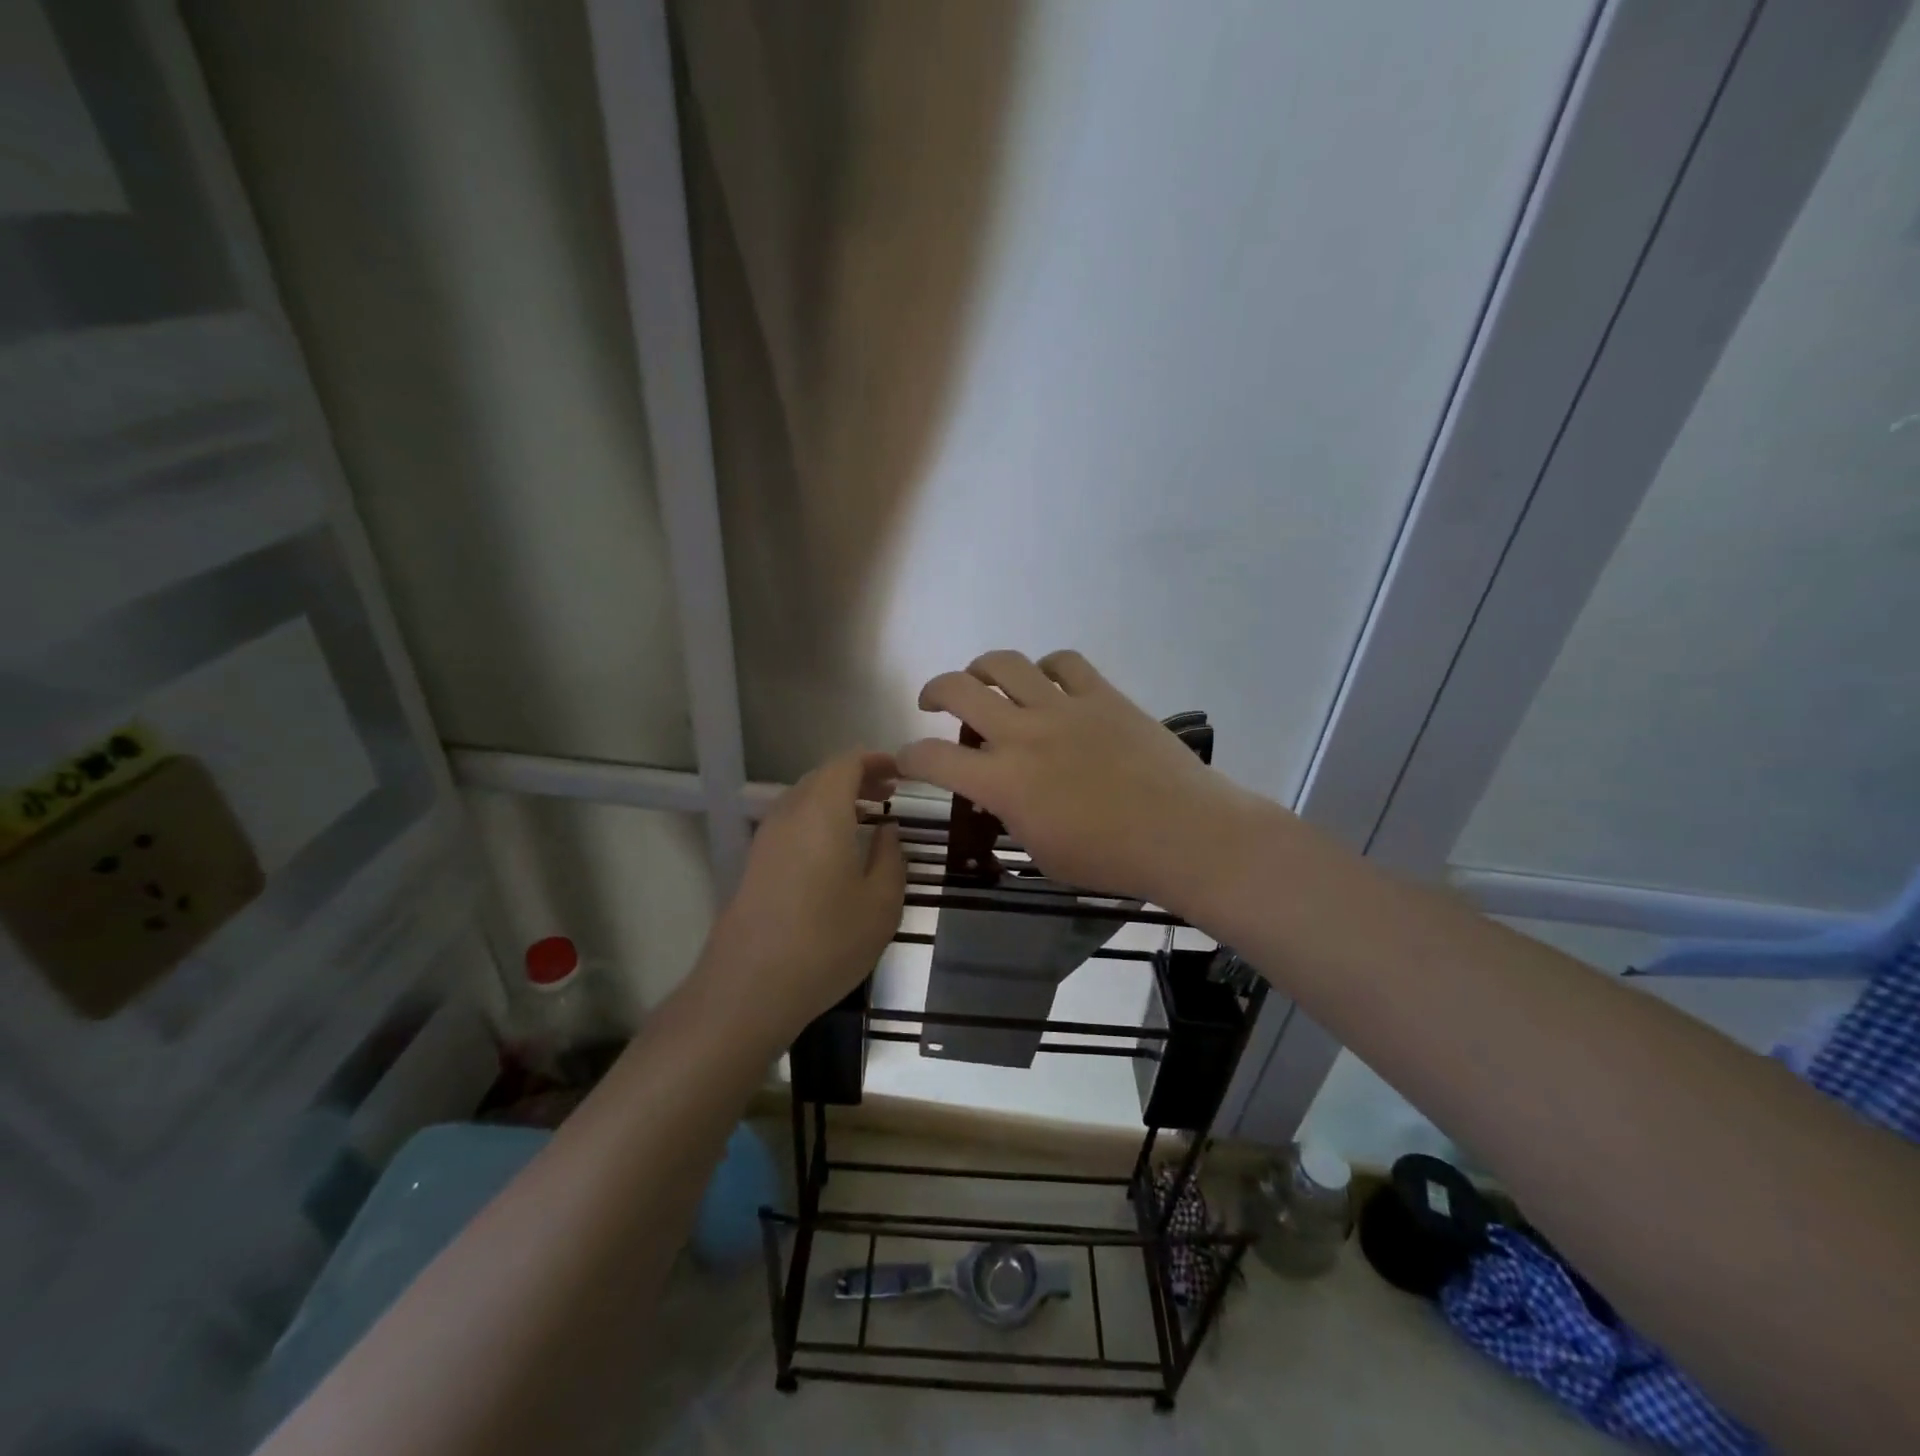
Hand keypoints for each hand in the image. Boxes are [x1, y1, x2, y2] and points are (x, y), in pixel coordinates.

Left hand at [699, 748, 905, 1044]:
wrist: (749, 988)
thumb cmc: (826, 942)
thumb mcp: (881, 903)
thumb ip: (890, 857)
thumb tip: (886, 830)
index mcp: (821, 812)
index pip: (846, 762)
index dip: (876, 760)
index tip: (903, 773)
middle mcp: (789, 814)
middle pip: (823, 777)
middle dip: (858, 777)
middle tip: (889, 792)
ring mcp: (766, 839)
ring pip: (804, 799)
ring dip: (837, 799)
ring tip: (868, 817)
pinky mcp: (755, 864)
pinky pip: (792, 823)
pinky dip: (818, 820)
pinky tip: (836, 850)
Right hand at [896, 649, 1263, 907]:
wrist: (1183, 834)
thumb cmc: (1110, 860)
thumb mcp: (1042, 853)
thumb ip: (1011, 817)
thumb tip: (997, 793)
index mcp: (1003, 781)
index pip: (932, 758)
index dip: (908, 757)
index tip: (905, 759)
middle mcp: (1024, 733)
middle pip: (959, 689)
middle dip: (933, 691)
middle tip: (932, 703)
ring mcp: (1064, 708)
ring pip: (1006, 664)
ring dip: (982, 667)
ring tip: (983, 680)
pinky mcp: (1102, 695)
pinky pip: (1065, 662)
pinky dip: (1047, 668)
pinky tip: (1047, 682)